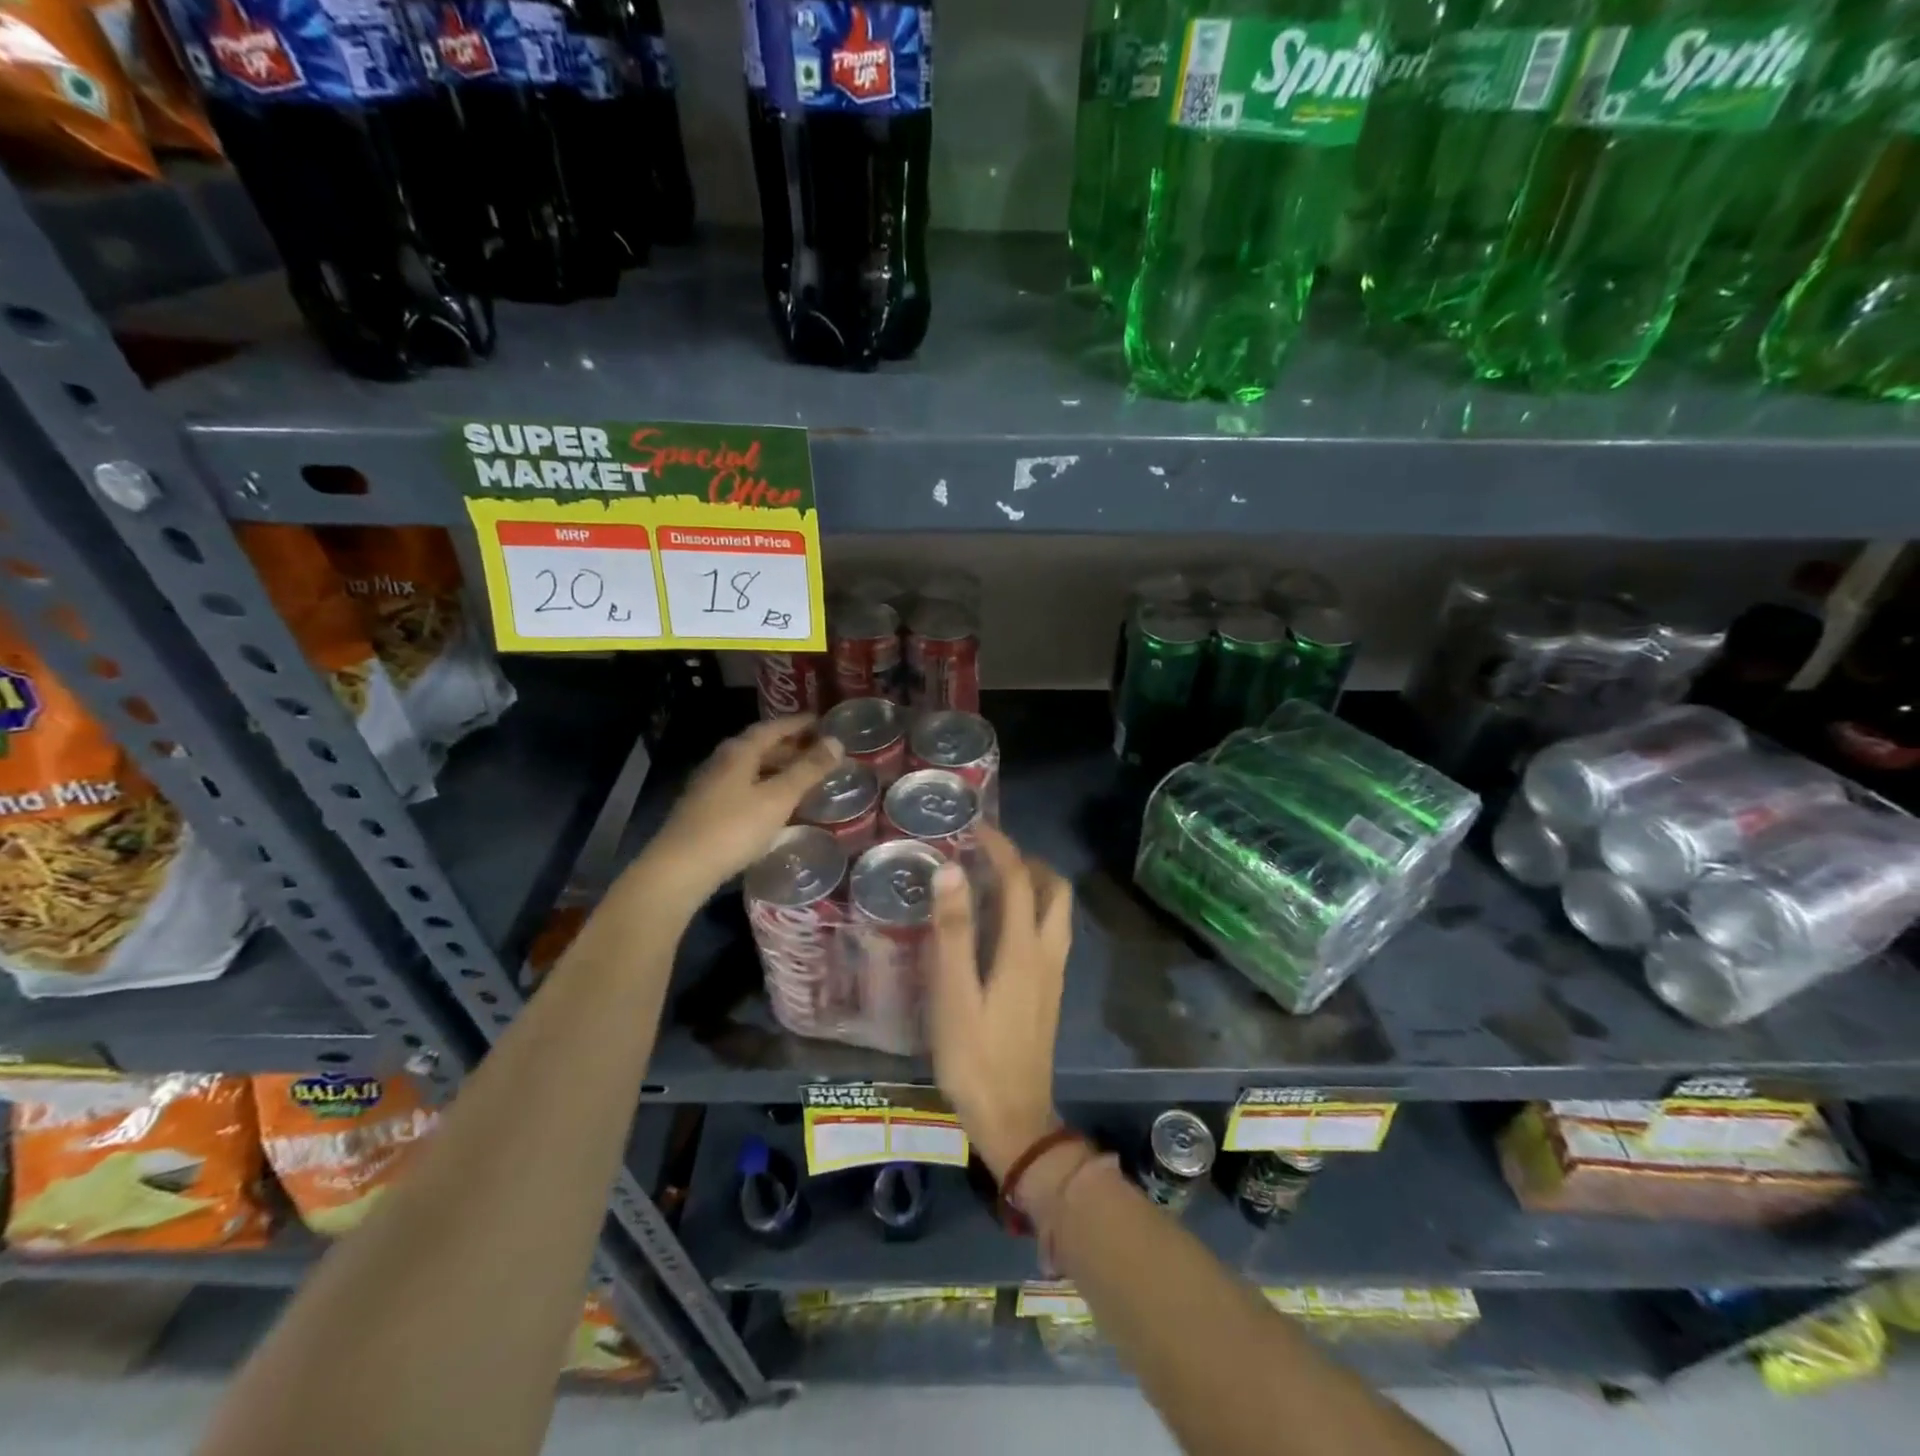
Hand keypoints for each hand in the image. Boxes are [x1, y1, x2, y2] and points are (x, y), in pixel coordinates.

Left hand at [639, 717, 840, 905]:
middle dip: (790, 746)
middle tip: (818, 751)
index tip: (822, 722)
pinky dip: (764, 787)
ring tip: (803, 777)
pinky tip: (775, 804)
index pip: (772, 727)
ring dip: (777, 768)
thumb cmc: (733, 828)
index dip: (798, 723)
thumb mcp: (778, 798)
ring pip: (750, 768)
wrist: (680, 868)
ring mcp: (710, 786)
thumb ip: (808, 770)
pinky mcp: (705, 810)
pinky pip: (743, 788)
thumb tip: (837, 742)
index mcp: (739, 752)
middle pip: (760, 746)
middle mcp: (721, 761)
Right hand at [926, 826, 1072, 1179]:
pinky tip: (1001, 927)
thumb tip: (952, 871)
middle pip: (1055, 890)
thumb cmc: (976, 1058)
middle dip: (1028, 862)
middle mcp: (1047, 954)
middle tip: (991, 855)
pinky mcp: (1048, 993)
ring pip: (1057, 913)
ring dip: (1034, 886)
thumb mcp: (954, 995)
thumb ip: (953, 932)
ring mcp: (1053, 975)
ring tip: (994, 883)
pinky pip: (1049, 933)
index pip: (1020, 880)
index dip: (1001, 847)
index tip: (977, 827)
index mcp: (1024, 949)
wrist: (1014, 1121)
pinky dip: (1032, 911)